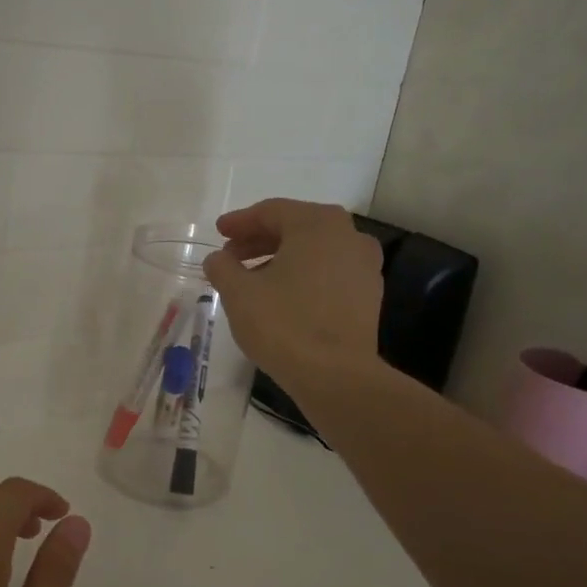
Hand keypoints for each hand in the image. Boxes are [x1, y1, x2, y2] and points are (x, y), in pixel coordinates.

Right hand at [202, 199, 384, 383]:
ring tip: (252, 280)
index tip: (218, 233)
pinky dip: (303, 276)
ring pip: (314, 251)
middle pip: (295, 228)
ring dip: (280, 259)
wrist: (335, 375)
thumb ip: (222, 267)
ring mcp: (364, 265)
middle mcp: (348, 235)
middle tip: (231, 256)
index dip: (240, 222)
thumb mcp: (238, 293)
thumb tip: (217, 259)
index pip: (271, 212)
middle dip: (259, 240)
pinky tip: (282, 297)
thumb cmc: (283, 324)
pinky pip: (329, 273)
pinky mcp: (369, 295)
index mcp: (317, 224)